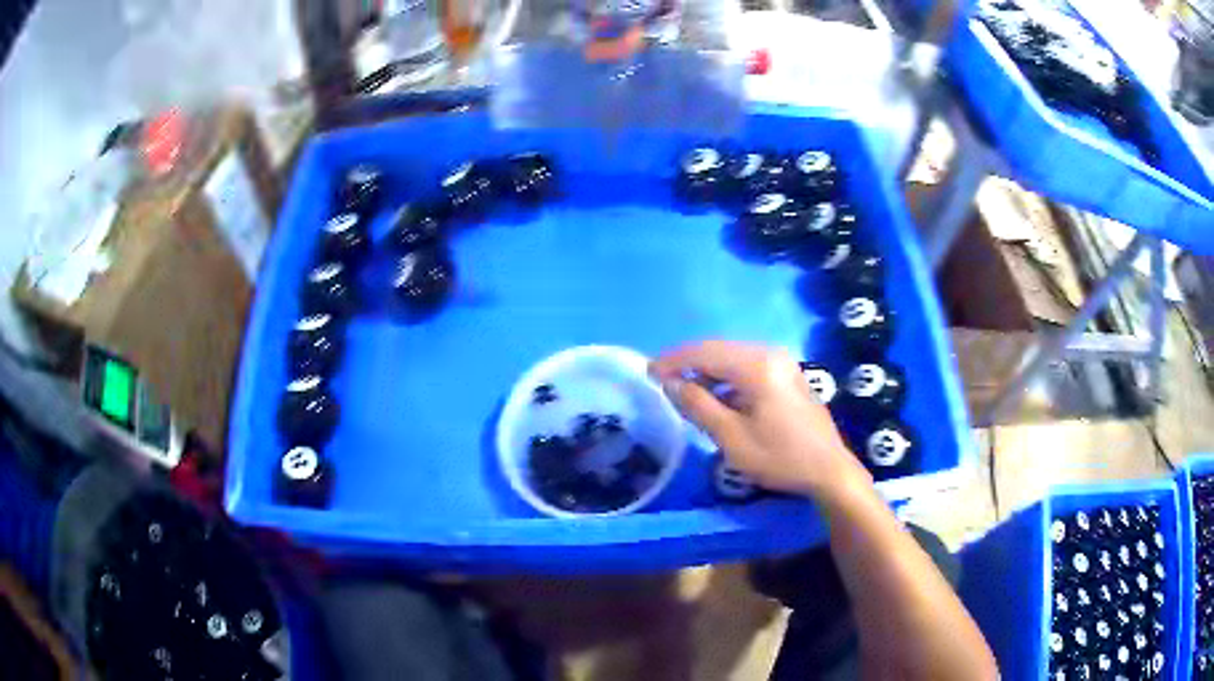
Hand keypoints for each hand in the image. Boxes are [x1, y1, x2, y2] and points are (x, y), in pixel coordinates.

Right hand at [649, 341, 871, 500]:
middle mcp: (769, 354)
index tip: (647, 373)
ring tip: (685, 393)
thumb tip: (670, 384)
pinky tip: (717, 398)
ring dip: (707, 372)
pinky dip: (727, 378)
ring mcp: (782, 362)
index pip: (704, 352)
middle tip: (661, 382)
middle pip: (718, 350)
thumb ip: (698, 405)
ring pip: (733, 357)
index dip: (673, 361)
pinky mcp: (787, 374)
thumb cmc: (779, 457)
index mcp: (756, 365)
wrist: (829, 470)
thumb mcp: (732, 437)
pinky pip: (748, 367)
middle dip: (688, 364)